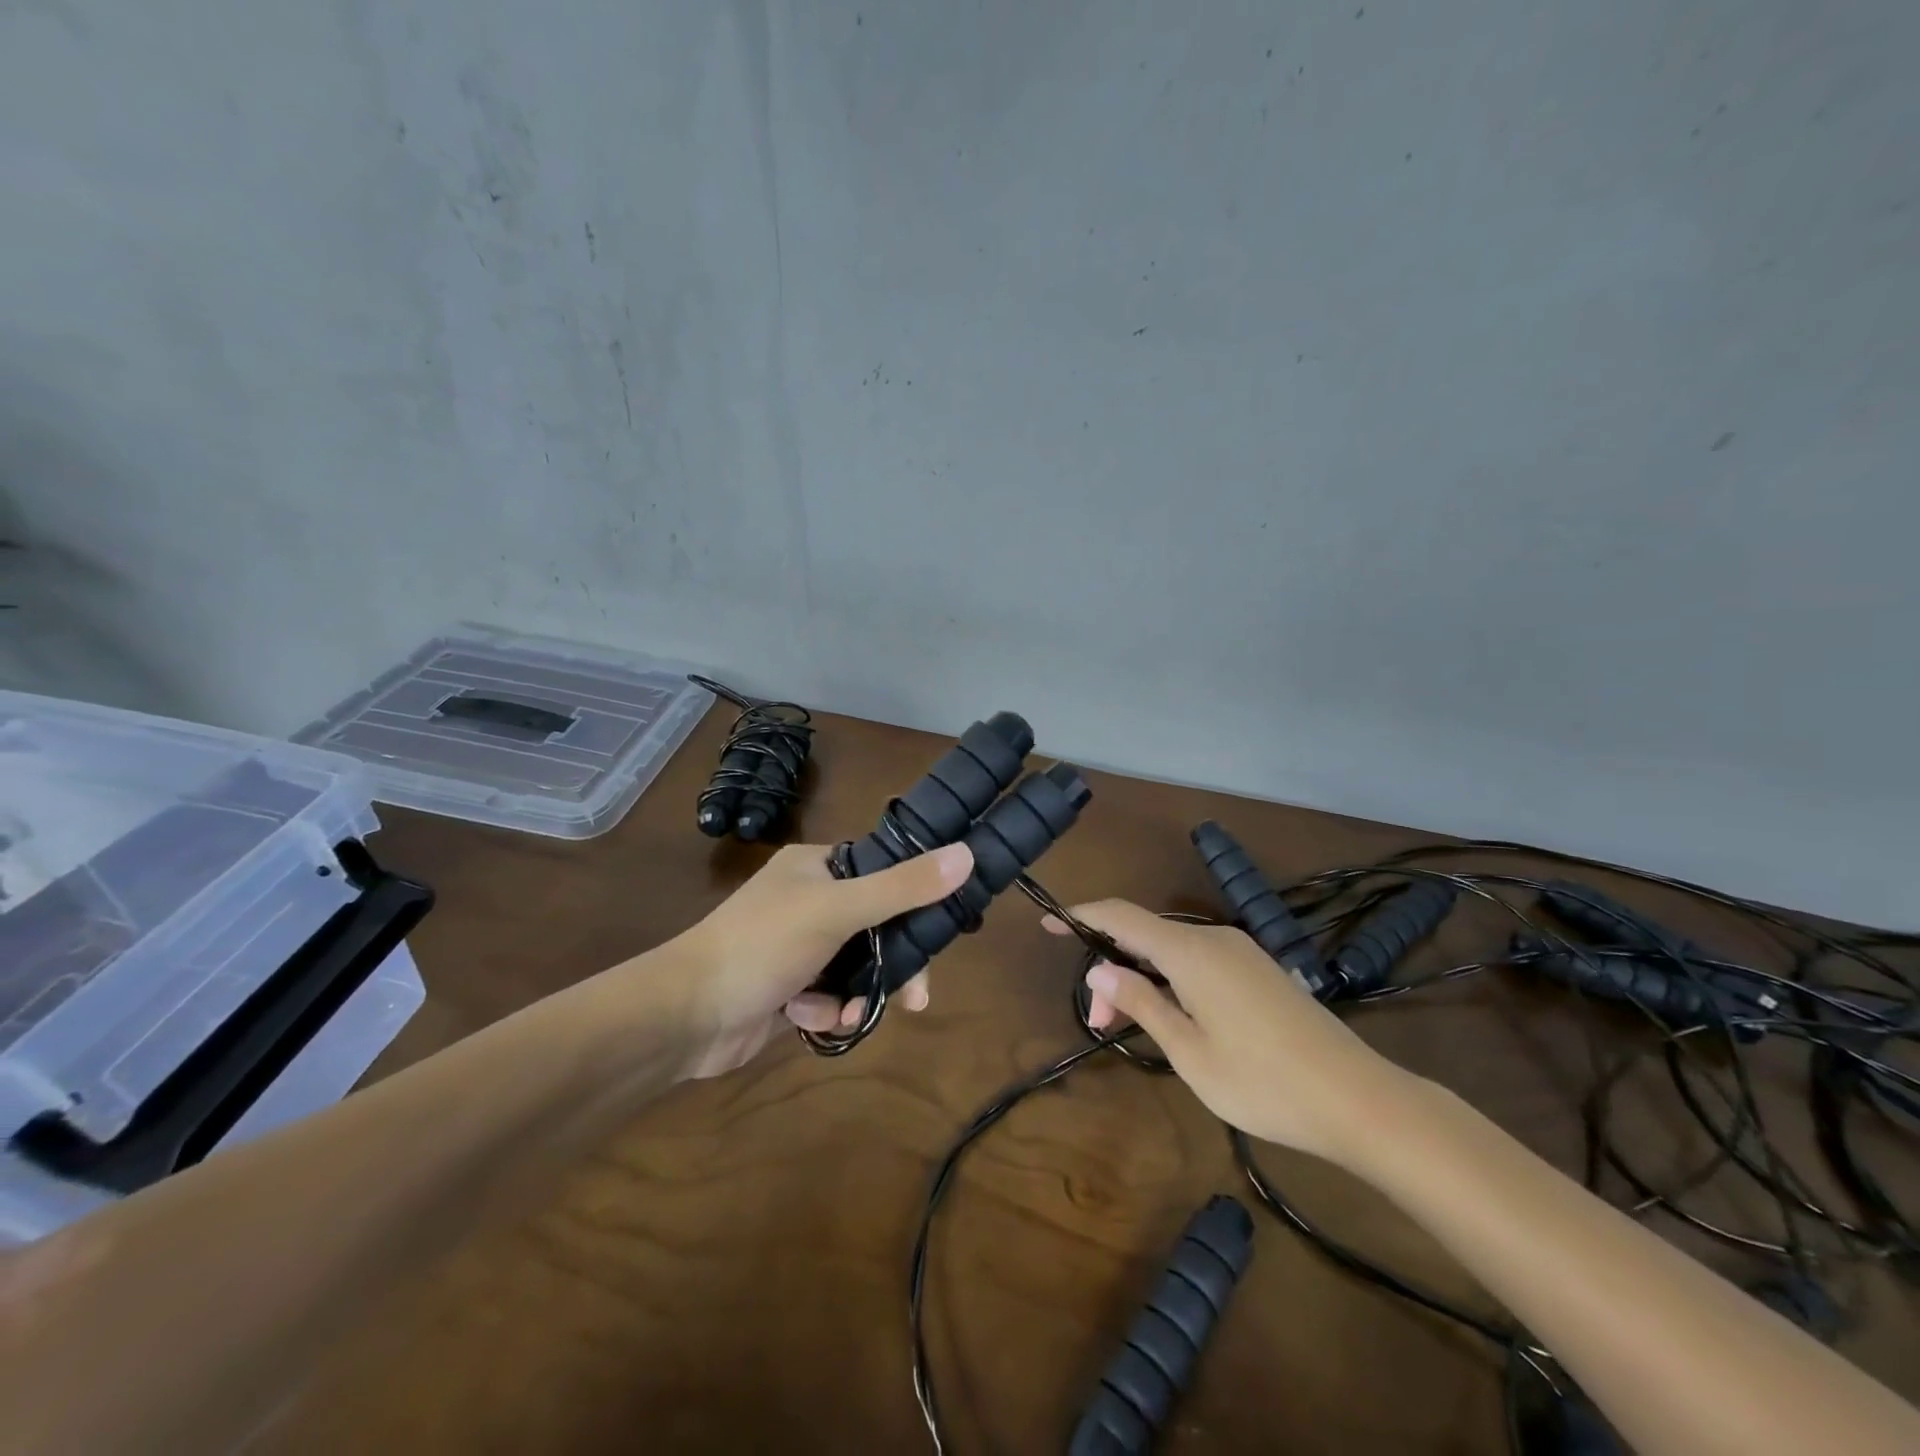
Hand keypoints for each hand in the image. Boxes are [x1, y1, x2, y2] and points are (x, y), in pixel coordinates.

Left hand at [671, 841, 973, 1077]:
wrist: (686, 1016)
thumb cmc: (762, 945)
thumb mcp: (837, 909)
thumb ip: (903, 887)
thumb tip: (966, 854)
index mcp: (817, 867)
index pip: (883, 872)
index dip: (915, 898)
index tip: (941, 929)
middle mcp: (809, 900)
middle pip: (876, 926)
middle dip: (893, 963)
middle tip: (916, 995)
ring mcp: (798, 947)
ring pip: (857, 967)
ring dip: (859, 992)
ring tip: (850, 1012)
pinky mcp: (789, 989)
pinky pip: (831, 996)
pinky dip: (827, 1009)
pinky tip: (810, 1018)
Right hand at [1044, 901, 1410, 1163]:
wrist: (1358, 1099)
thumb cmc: (1262, 1081)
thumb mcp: (1188, 1050)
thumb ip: (1141, 1002)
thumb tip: (1100, 969)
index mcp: (1191, 953)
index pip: (1121, 917)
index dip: (1081, 915)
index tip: (1048, 922)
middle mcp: (1214, 939)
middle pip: (1145, 936)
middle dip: (1112, 968)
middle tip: (1100, 1024)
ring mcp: (1241, 952)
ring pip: (1172, 951)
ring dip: (1143, 978)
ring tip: (1131, 1026)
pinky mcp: (1259, 970)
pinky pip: (1199, 960)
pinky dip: (1172, 980)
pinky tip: (1174, 1017)